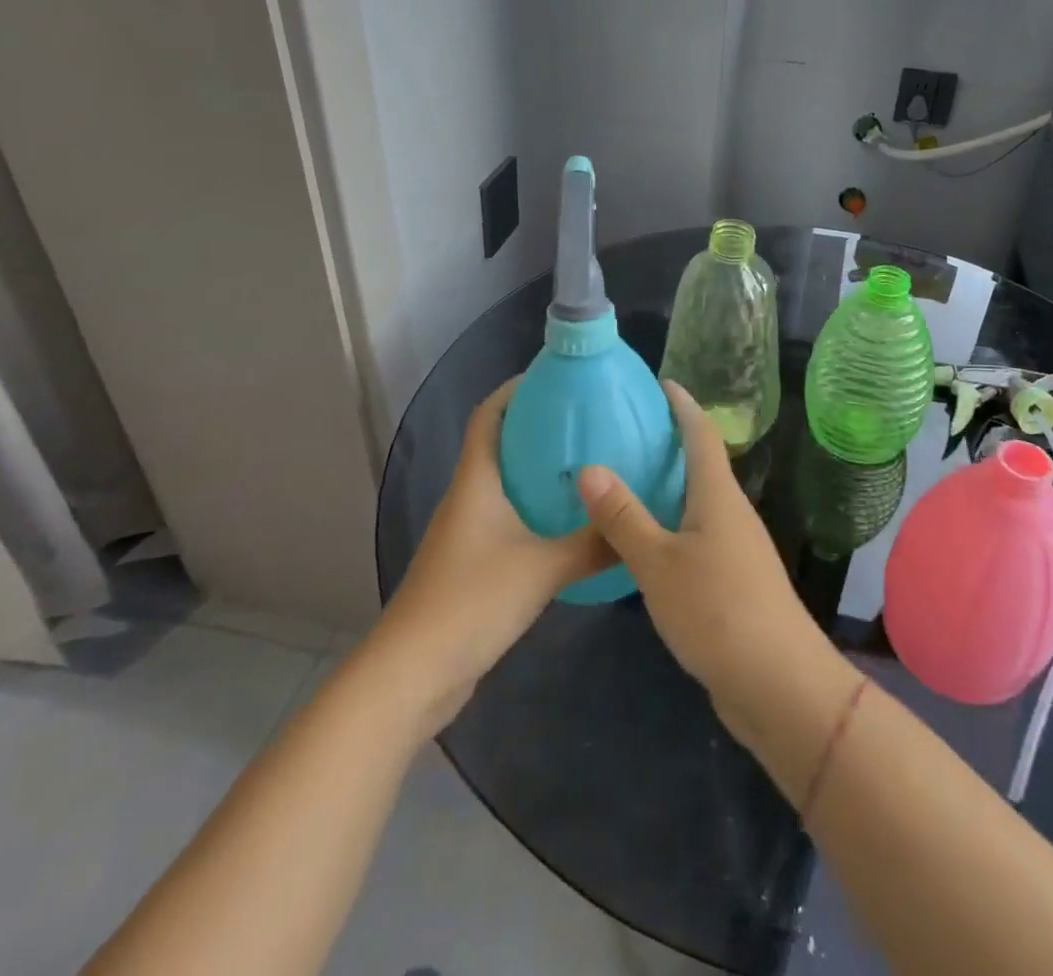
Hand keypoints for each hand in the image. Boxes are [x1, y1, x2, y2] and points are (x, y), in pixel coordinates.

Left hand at [375, 379, 611, 738]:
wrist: (412, 675)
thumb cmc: (471, 602)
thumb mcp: (542, 568)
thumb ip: (593, 544)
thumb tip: (640, 525)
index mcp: (476, 482)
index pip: (489, 416)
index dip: (516, 389)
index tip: (557, 378)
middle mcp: (469, 499)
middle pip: (502, 446)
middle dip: (541, 428)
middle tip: (591, 421)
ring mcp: (469, 534)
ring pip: (508, 485)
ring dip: (542, 472)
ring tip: (591, 466)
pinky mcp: (476, 566)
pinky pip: (512, 521)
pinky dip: (540, 511)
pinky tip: (573, 523)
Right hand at [577, 383, 847, 753]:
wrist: (778, 683)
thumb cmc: (717, 610)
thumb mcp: (659, 563)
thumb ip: (624, 517)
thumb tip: (589, 467)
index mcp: (718, 496)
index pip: (701, 434)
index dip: (683, 405)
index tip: (661, 382)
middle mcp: (732, 513)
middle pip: (703, 464)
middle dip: (672, 442)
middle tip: (629, 431)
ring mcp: (737, 548)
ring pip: (700, 502)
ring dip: (671, 486)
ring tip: (629, 480)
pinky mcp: (734, 581)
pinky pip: (699, 535)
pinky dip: (673, 524)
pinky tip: (647, 541)